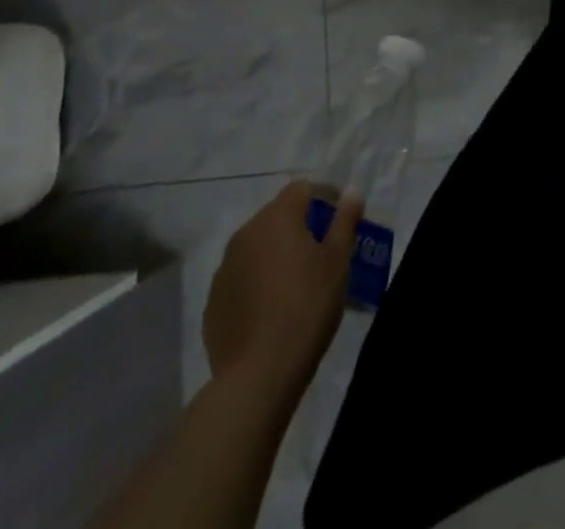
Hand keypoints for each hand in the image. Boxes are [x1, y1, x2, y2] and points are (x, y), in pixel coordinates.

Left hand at [203, 181, 361, 392]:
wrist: (258, 375)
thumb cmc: (307, 306)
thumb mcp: (338, 260)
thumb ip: (345, 220)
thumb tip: (351, 192)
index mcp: (277, 217)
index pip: (303, 188)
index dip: (326, 197)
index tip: (342, 219)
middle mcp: (246, 234)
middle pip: (278, 216)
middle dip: (301, 226)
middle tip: (324, 252)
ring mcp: (224, 269)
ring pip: (258, 247)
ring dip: (277, 254)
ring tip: (298, 282)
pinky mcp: (213, 302)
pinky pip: (242, 278)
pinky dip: (258, 282)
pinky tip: (273, 309)